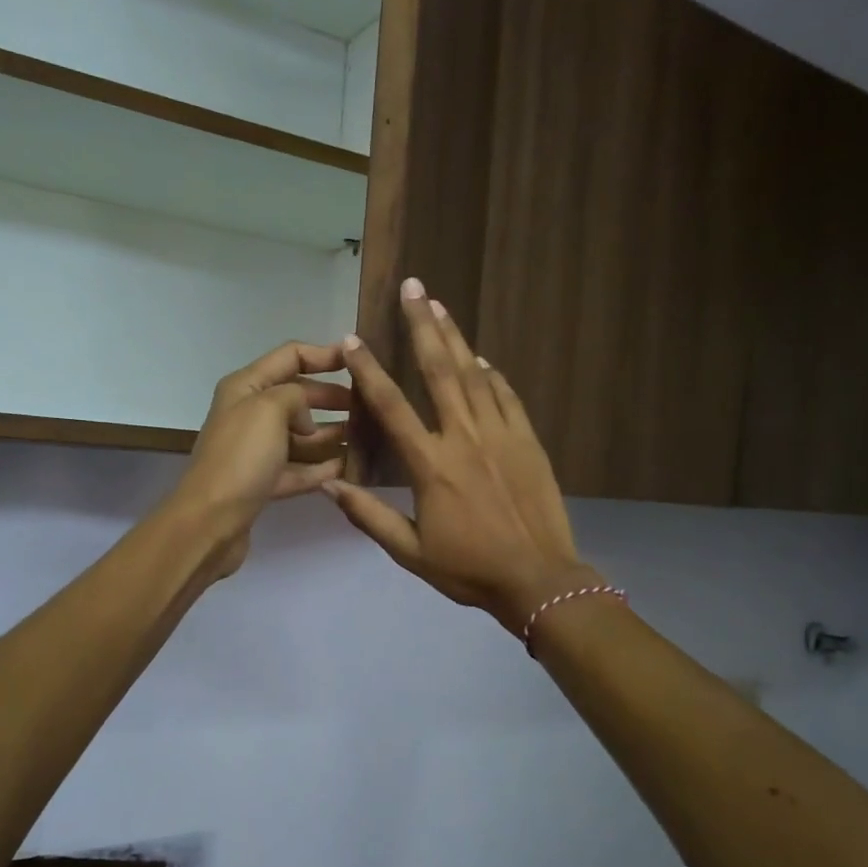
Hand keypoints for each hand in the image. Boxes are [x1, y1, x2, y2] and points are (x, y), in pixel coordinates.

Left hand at [169, 341, 349, 579]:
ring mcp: (256, 451)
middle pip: (298, 396)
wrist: (210, 522)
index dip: (326, 355)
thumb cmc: (240, 457)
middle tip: (369, 405)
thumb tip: (306, 417)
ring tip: (368, 437)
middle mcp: (249, 414)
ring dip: (332, 434)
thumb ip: (296, 396)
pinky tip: (350, 468)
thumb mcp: (269, 409)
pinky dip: (322, 468)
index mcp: (245, 386)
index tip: (360, 362)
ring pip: (301, 435)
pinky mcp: (263, 483)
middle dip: (332, 397)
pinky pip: (299, 469)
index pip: (290, 356)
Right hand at [326, 281, 592, 632]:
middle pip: (439, 370)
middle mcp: (464, 438)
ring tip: (439, 304)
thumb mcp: (410, 552)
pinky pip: (506, 396)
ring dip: (455, 337)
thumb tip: (329, 487)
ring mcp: (501, 435)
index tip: (353, 337)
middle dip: (422, 325)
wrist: (539, 579)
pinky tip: (480, 357)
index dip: (369, 369)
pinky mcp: (528, 440)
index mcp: (430, 465)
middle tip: (412, 287)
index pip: (391, 406)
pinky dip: (492, 373)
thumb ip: (369, 516)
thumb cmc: (469, 569)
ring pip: (474, 374)